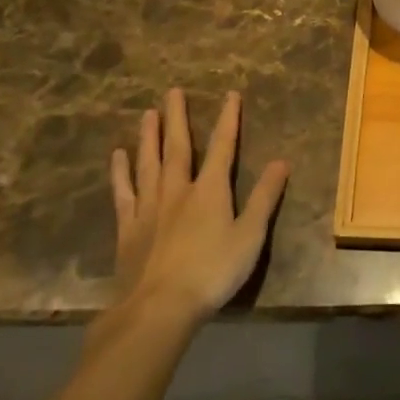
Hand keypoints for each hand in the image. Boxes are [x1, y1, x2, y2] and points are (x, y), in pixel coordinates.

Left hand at [100, 89, 288, 337]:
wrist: (158, 307)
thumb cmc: (212, 272)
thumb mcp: (250, 236)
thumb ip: (265, 198)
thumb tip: (281, 161)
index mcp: (210, 190)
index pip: (222, 147)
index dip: (228, 120)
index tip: (230, 94)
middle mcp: (177, 190)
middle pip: (177, 147)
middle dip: (177, 118)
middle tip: (172, 91)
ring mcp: (149, 207)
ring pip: (148, 163)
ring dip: (148, 136)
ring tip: (147, 113)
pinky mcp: (128, 228)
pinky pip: (124, 192)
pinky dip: (121, 172)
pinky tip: (118, 157)